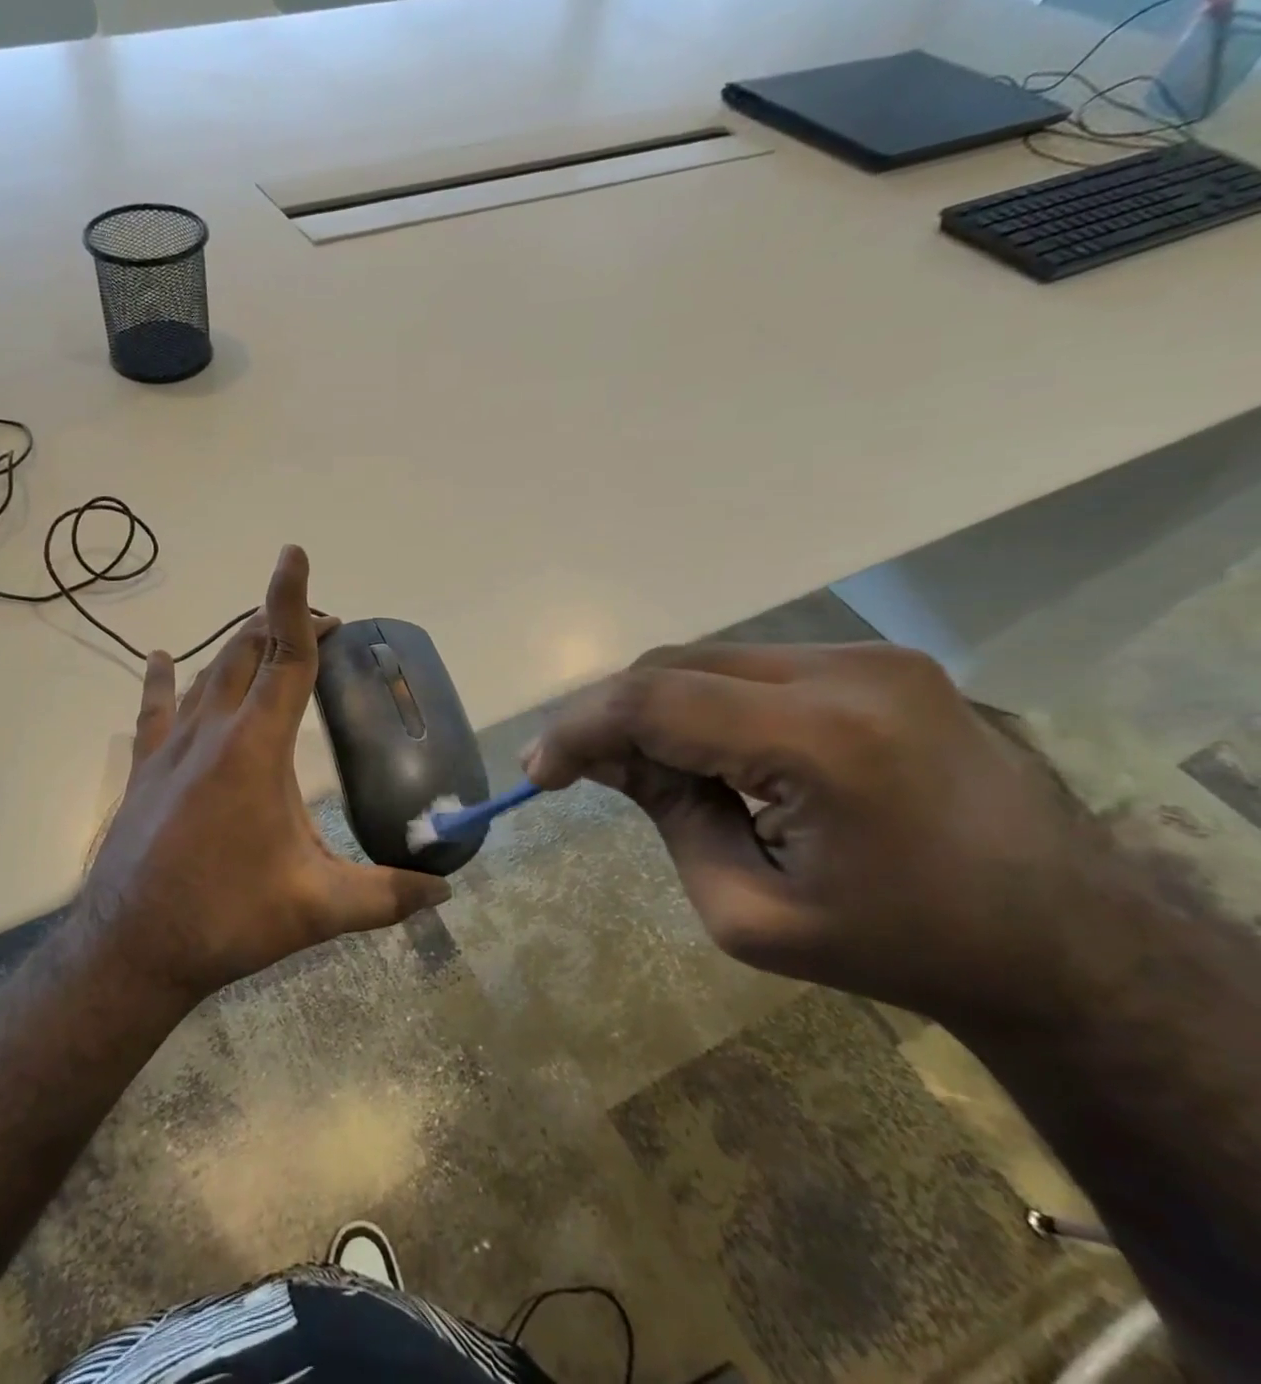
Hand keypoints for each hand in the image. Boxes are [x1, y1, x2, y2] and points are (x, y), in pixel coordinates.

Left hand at [79, 546, 450, 1001]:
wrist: (132, 948)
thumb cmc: (227, 918)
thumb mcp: (318, 909)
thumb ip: (387, 896)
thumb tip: (445, 894)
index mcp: (255, 747)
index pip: (283, 656)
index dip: (294, 603)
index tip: (295, 555)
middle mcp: (211, 731)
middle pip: (246, 653)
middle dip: (282, 626)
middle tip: (322, 628)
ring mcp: (171, 747)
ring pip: (206, 673)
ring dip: (239, 647)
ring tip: (268, 637)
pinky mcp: (145, 768)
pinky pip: (155, 708)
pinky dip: (163, 678)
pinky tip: (160, 657)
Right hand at [524, 642, 1103, 1022]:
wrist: (1063, 940)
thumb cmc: (897, 947)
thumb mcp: (747, 910)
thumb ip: (665, 816)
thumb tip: (605, 756)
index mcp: (823, 741)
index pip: (655, 700)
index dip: (578, 727)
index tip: (539, 771)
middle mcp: (848, 671)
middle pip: (673, 666)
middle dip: (611, 717)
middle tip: (584, 774)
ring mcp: (871, 656)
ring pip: (706, 658)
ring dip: (657, 708)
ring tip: (653, 771)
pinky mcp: (879, 660)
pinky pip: (750, 667)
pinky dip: (705, 703)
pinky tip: (712, 753)